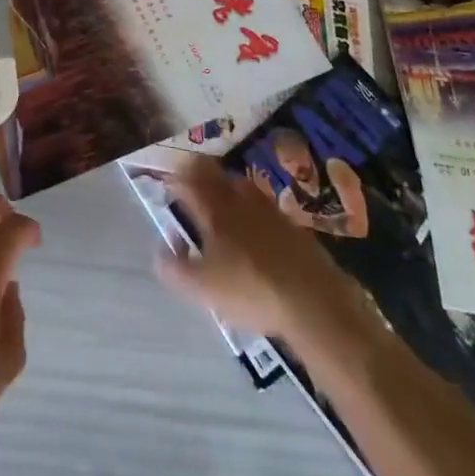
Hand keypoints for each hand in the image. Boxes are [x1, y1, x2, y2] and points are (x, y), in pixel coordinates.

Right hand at [157, 157, 379, 340]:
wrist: (313, 301)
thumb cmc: (250, 290)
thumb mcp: (203, 288)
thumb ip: (175, 267)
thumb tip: (161, 249)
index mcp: (214, 210)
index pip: (190, 181)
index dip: (176, 178)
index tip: (168, 184)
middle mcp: (240, 200)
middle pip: (216, 174)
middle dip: (200, 174)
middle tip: (192, 183)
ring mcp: (269, 210)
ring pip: (242, 186)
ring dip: (227, 186)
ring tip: (221, 200)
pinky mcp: (292, 225)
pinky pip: (264, 205)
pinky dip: (252, 208)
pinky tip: (254, 227)